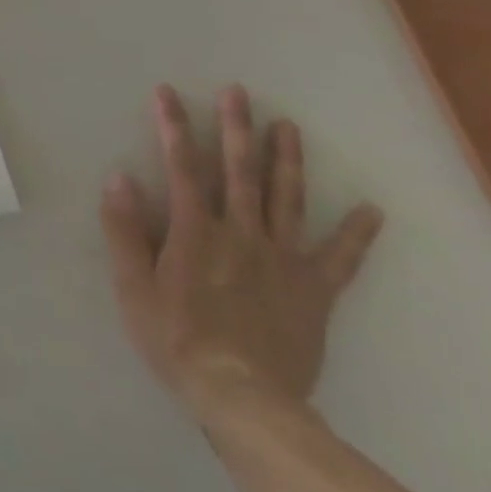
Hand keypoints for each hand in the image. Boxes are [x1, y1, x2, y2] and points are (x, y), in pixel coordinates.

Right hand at [100, 84, 383, 421]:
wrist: (245, 399)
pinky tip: (371, 210)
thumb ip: (125, 231)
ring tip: (289, 127)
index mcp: (195, 231)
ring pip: (287, 201)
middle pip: (239, 172)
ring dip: (287, 161)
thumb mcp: (133, 286)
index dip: (173, 126)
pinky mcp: (314, 291)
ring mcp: (282, 261)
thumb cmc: (176, 339)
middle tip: (239, 92)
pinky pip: (339, 258)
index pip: (181, 166)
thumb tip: (119, 178)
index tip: (168, 92)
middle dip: (237, 128)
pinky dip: (357, 234)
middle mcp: (240, 234)